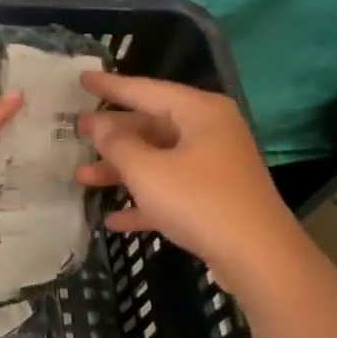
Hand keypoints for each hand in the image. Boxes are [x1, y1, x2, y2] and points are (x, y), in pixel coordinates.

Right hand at [75, 72, 297, 286]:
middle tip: (77, 130)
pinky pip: (171, 190)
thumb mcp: (147, 171)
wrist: (259, 259)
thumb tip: (100, 125)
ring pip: (158, 159)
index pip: (145, 90)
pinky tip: (114, 219)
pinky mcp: (215, 199)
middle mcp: (209, 132)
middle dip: (113, 134)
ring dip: (122, 170)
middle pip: (151, 125)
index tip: (82, 78)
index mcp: (199, 113)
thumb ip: (118, 144)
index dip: (111, 86)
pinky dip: (144, 200)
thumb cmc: (200, 201)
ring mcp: (214, 167)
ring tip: (82, 177)